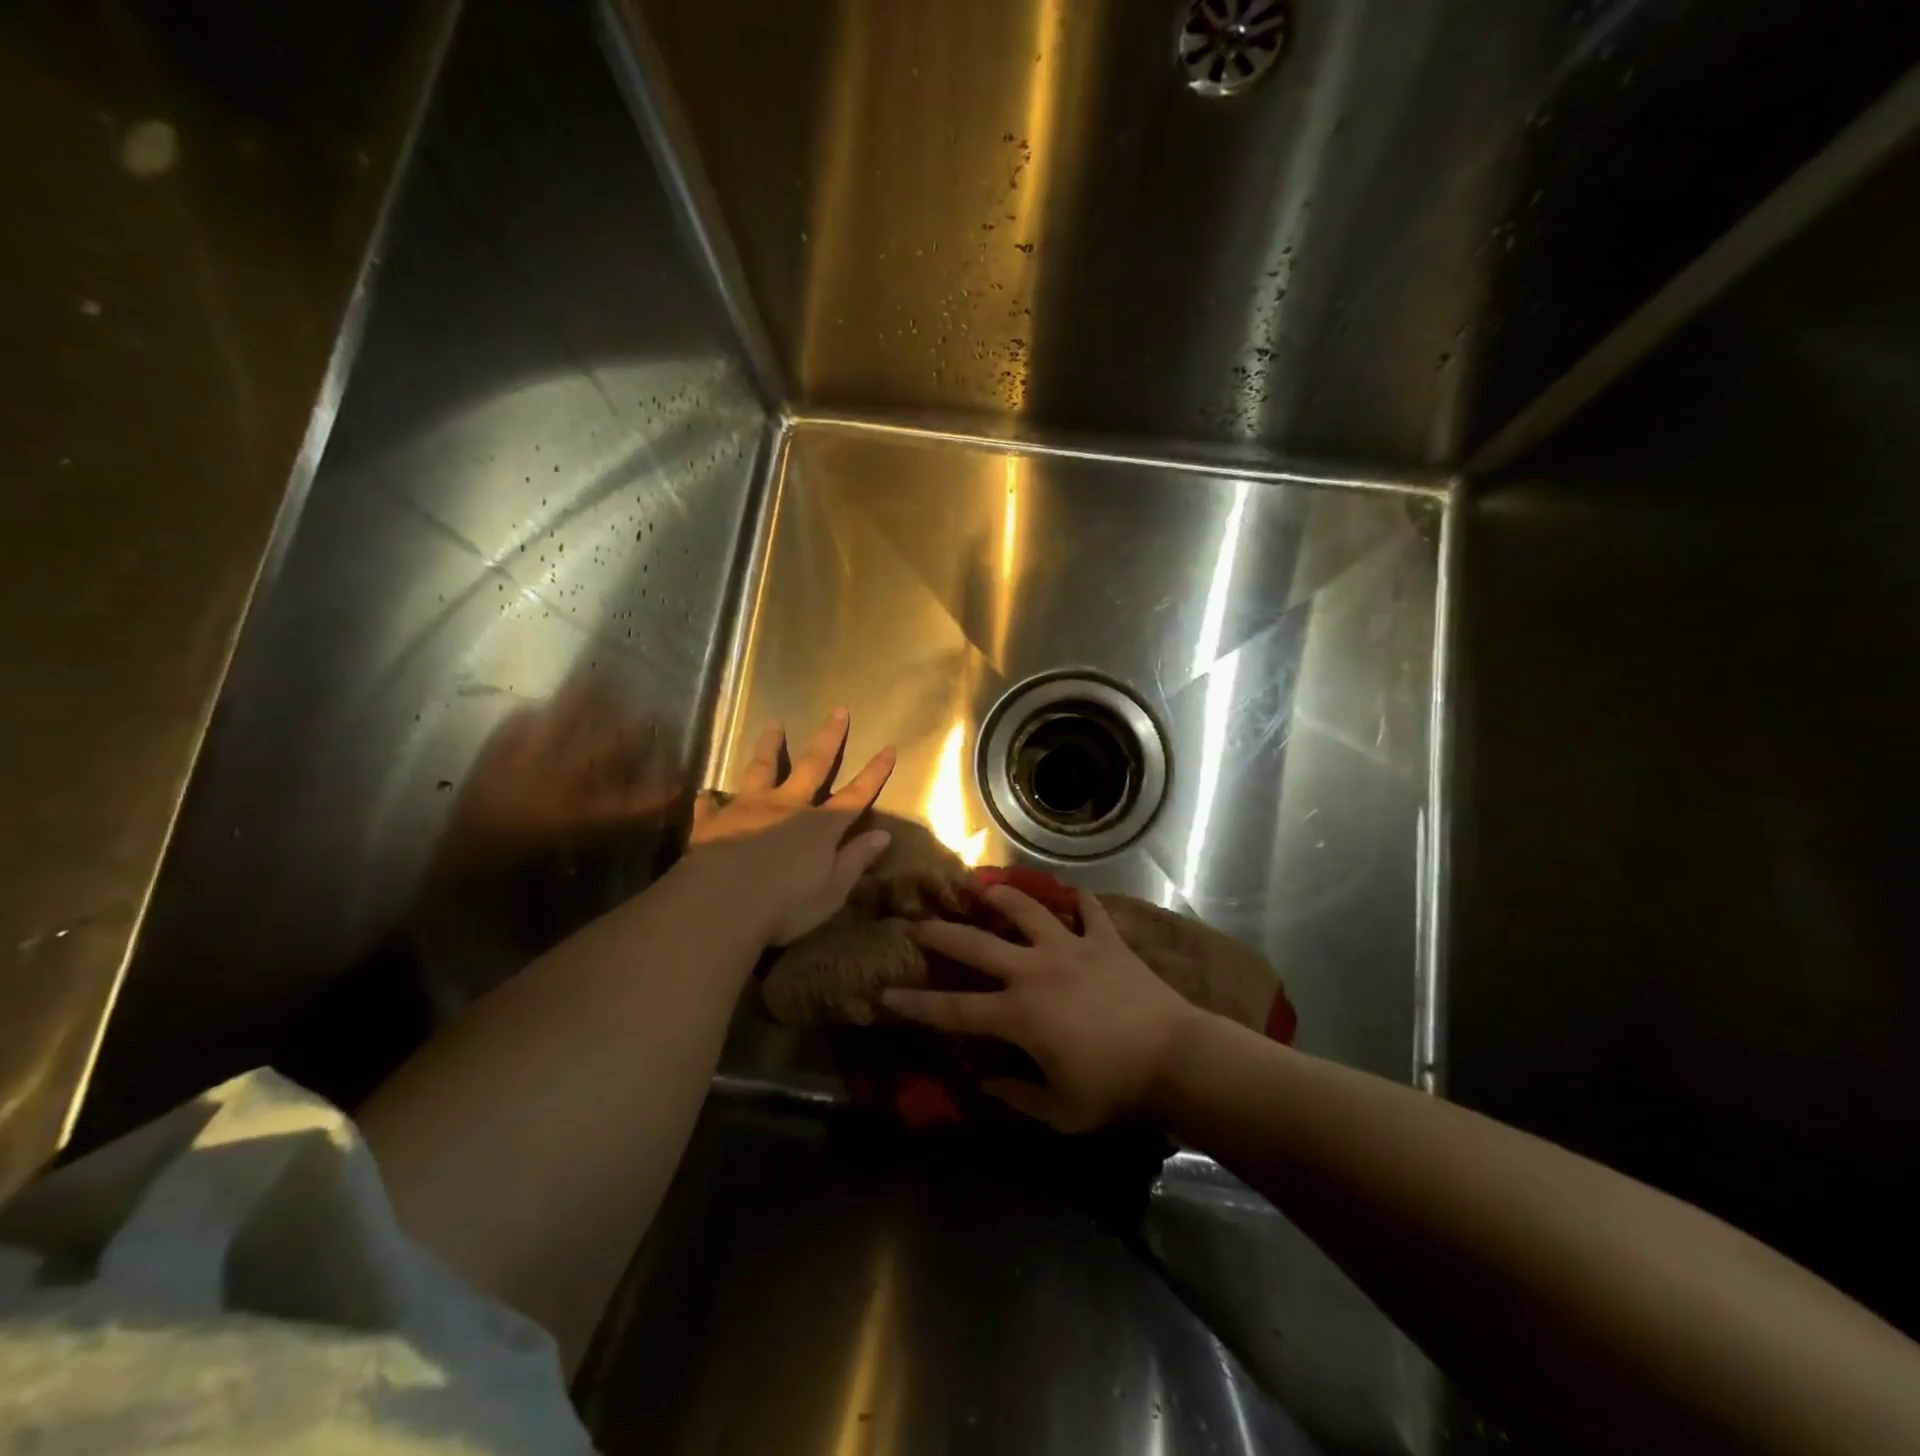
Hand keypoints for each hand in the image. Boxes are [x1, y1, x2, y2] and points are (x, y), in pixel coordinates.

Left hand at [686, 710, 896, 945]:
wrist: (722, 903)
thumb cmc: (786, 903)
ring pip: (761, 769)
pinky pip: (711, 807)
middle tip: (838, 710)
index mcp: (820, 826)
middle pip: (813, 766)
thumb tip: (883, 836)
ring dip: (769, 747)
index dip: (874, 773)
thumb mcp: (833, 889)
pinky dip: (710, 800)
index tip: (889, 748)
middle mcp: (787, 807)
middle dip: (828, 738)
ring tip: (773, 724)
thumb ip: (855, 860)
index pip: (855, 795)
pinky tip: (705, 794)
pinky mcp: (714, 823)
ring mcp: (748, 810)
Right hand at [882, 886, 1201, 1131]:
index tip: (887, 994)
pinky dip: (1080, 903)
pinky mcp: (1105, 941)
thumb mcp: (1061, 1111)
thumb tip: (987, 1082)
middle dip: (943, 934)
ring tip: (983, 889)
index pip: (955, 1009)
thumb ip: (1017, 1096)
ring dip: (1002, 897)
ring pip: (1027, 910)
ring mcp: (1071, 948)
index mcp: (1019, 1014)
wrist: (1176, 1058)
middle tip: (920, 924)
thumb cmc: (1115, 1089)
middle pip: (977, 945)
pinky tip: (1073, 897)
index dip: (917, 1004)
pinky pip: (1090, 912)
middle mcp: (1035, 970)